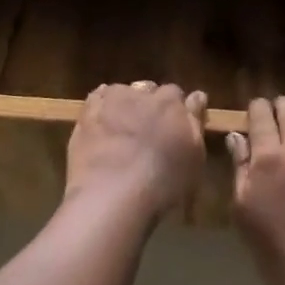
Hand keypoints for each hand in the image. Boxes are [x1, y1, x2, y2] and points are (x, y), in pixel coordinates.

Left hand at [64, 82, 207, 223]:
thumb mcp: (194, 159)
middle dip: (150, 104)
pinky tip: (101, 123)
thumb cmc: (163, 183)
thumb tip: (198, 95)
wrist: (112, 195)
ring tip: (122, 128)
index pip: (177, 94)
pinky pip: (97, 99)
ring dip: (124, 104)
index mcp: (172, 104)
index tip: (173, 126)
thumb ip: (195, 122)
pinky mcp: (87, 112)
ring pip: (122, 92)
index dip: (174, 110)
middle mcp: (143, 94)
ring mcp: (112, 101)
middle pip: (149, 90)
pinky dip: (101, 106)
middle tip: (147, 130)